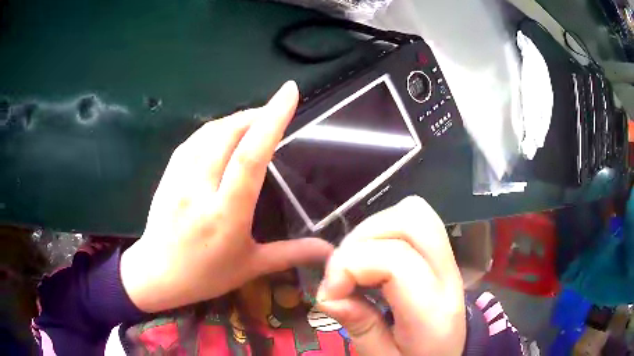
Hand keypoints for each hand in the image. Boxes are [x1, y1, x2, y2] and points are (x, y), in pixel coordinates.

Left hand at [121, 81, 333, 312]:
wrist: (157, 274)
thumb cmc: (205, 275)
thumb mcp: (251, 267)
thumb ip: (292, 254)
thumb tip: (330, 250)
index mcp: (226, 214)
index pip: (251, 157)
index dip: (272, 119)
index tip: (289, 92)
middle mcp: (200, 189)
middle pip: (228, 134)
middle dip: (256, 114)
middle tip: (276, 111)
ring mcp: (179, 179)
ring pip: (209, 132)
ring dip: (236, 119)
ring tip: (254, 120)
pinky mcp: (168, 174)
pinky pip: (193, 140)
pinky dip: (214, 129)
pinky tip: (224, 133)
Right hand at [316, 196, 464, 355]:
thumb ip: (361, 327)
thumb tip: (331, 295)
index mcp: (433, 312)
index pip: (396, 260)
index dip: (350, 265)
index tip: (329, 293)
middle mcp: (448, 277)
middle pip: (412, 220)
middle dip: (364, 237)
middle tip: (344, 271)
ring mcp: (449, 262)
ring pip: (414, 213)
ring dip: (374, 231)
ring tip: (357, 264)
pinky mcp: (441, 257)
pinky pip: (415, 223)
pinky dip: (385, 232)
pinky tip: (374, 261)